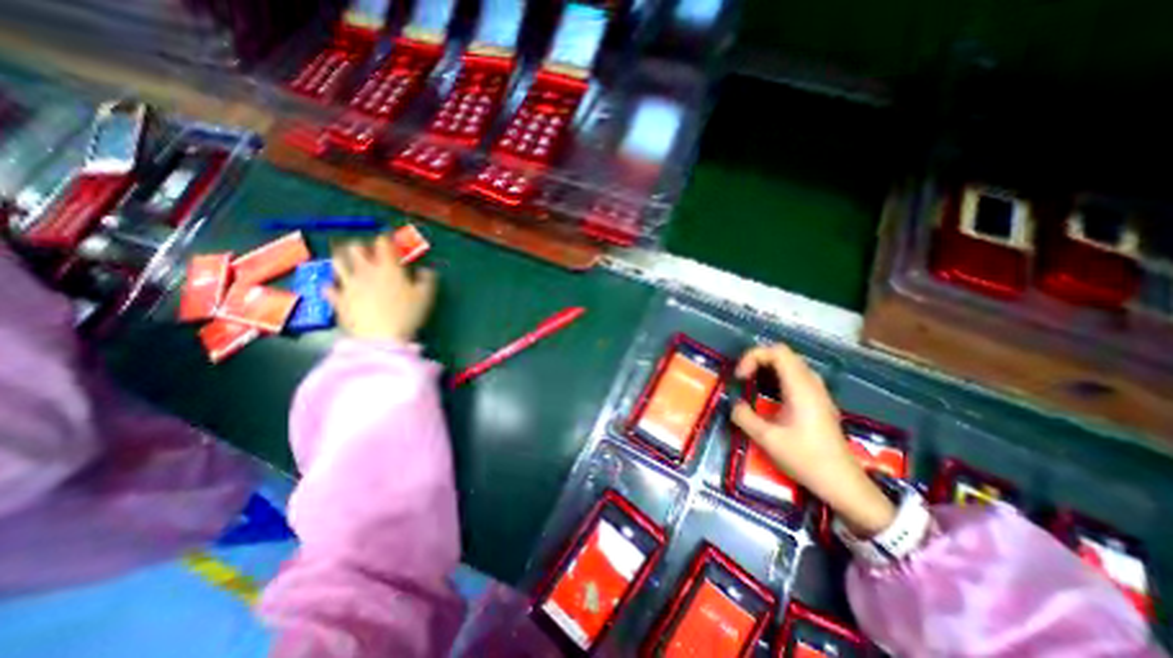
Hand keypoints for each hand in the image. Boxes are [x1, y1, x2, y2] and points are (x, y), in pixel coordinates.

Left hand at [323, 232, 436, 344]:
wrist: (381, 338)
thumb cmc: (407, 315)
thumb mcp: (425, 297)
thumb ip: (427, 280)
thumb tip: (426, 270)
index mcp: (389, 268)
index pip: (383, 244)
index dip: (385, 239)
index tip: (388, 240)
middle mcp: (366, 271)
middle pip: (356, 248)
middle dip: (361, 246)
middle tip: (365, 250)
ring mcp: (349, 285)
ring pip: (337, 263)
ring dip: (341, 258)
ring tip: (344, 259)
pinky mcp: (338, 300)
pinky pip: (329, 288)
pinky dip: (331, 285)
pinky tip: (334, 286)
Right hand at [730, 343, 893, 537]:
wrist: (842, 483)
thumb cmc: (805, 459)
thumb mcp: (766, 439)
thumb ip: (744, 416)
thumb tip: (734, 404)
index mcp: (800, 387)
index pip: (777, 351)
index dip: (753, 357)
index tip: (740, 377)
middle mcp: (811, 384)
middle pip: (783, 354)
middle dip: (758, 360)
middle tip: (743, 378)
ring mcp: (818, 392)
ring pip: (791, 365)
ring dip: (768, 368)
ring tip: (753, 384)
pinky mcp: (819, 402)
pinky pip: (797, 377)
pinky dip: (778, 378)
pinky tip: (770, 397)